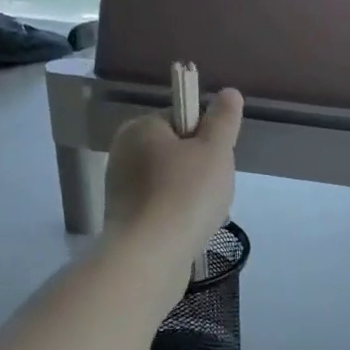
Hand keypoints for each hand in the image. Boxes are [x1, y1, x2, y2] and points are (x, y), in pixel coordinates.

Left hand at [103, 87, 242, 268]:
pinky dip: (179, 217)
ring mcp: (121, 189)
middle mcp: (123, 153)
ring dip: (194, 197)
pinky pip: (162, 209)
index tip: (217, 161)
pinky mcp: (125, 220)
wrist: (150, 256)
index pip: (181, 119)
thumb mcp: (215, 150)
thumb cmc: (185, 194)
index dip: (206, 138)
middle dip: (201, 171)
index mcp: (139, 128)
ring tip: (205, 216)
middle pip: (178, 153)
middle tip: (214, 191)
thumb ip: (223, 120)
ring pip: (172, 183)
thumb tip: (228, 93)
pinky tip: (191, 232)